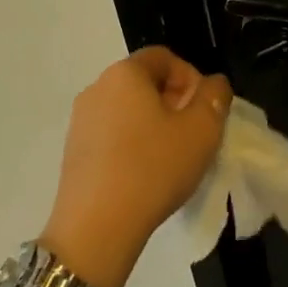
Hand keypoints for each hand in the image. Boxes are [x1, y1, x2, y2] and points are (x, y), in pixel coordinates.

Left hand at [42, 47, 230, 286]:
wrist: (95, 229)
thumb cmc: (153, 168)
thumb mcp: (202, 130)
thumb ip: (215, 97)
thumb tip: (213, 84)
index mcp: (125, 73)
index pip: (164, 58)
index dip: (191, 78)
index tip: (204, 110)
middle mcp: (97, 87)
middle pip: (144, 82)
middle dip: (173, 102)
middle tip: (192, 134)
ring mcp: (80, 121)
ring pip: (127, 110)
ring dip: (152, 125)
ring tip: (170, 158)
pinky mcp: (72, 152)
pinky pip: (110, 135)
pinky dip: (130, 145)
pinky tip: (143, 176)